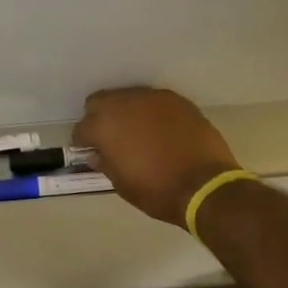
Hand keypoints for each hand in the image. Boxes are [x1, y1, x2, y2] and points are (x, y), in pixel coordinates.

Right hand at [73, 87, 241, 226]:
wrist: (205, 185)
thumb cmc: (157, 190)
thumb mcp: (122, 184)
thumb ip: (105, 163)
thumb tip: (97, 153)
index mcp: (104, 126)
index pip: (81, 127)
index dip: (83, 141)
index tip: (90, 151)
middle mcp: (124, 103)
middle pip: (100, 101)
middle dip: (99, 117)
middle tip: (110, 137)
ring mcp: (152, 98)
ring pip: (127, 97)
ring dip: (126, 112)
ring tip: (137, 131)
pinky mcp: (176, 99)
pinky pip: (154, 101)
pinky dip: (151, 112)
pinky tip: (160, 129)